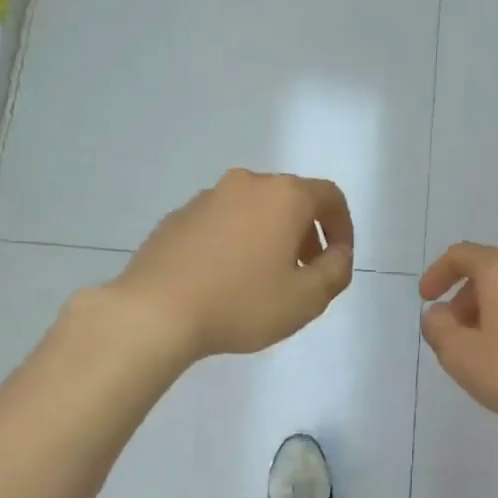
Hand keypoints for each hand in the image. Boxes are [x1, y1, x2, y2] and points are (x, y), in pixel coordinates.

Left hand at [112, 169, 353, 360]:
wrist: (154, 312)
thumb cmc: (241, 303)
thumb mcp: (307, 298)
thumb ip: (336, 270)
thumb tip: (338, 253)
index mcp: (283, 196)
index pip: (330, 196)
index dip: (343, 226)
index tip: (338, 259)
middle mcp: (246, 184)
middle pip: (291, 199)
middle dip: (306, 233)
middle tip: (304, 272)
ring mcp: (207, 198)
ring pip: (254, 210)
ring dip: (270, 236)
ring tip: (263, 279)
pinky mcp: (177, 217)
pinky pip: (221, 223)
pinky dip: (235, 242)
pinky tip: (225, 279)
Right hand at [419, 243, 497, 436]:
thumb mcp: (459, 354)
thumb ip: (438, 328)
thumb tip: (437, 314)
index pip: (461, 255)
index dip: (437, 274)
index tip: (426, 299)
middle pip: (487, 270)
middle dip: (462, 298)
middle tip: (451, 331)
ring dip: (486, 309)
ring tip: (477, 346)